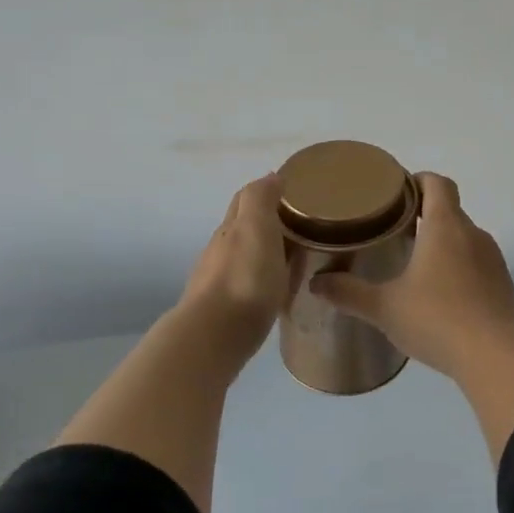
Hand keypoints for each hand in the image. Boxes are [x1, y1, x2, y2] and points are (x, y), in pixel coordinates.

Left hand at [178, 175, 294, 353]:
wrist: (214, 336)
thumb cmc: (244, 278)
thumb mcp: (256, 227)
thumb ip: (261, 198)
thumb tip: (270, 176)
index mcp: (230, 228)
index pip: (245, 199)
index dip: (266, 192)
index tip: (293, 194)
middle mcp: (220, 250)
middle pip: (242, 228)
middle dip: (265, 222)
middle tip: (299, 226)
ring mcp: (218, 281)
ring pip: (243, 257)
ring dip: (263, 253)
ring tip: (293, 258)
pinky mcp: (225, 310)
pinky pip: (247, 284)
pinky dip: (261, 279)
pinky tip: (275, 289)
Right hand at [310, 173, 513, 377]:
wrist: (495, 356)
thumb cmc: (436, 320)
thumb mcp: (384, 308)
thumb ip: (349, 292)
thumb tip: (316, 283)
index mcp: (445, 227)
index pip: (438, 183)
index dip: (418, 180)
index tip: (396, 192)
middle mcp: (473, 234)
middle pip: (450, 210)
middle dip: (424, 214)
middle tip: (394, 230)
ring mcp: (493, 259)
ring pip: (464, 238)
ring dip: (443, 243)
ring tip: (415, 264)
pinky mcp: (502, 284)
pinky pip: (477, 263)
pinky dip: (459, 268)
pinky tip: (441, 294)